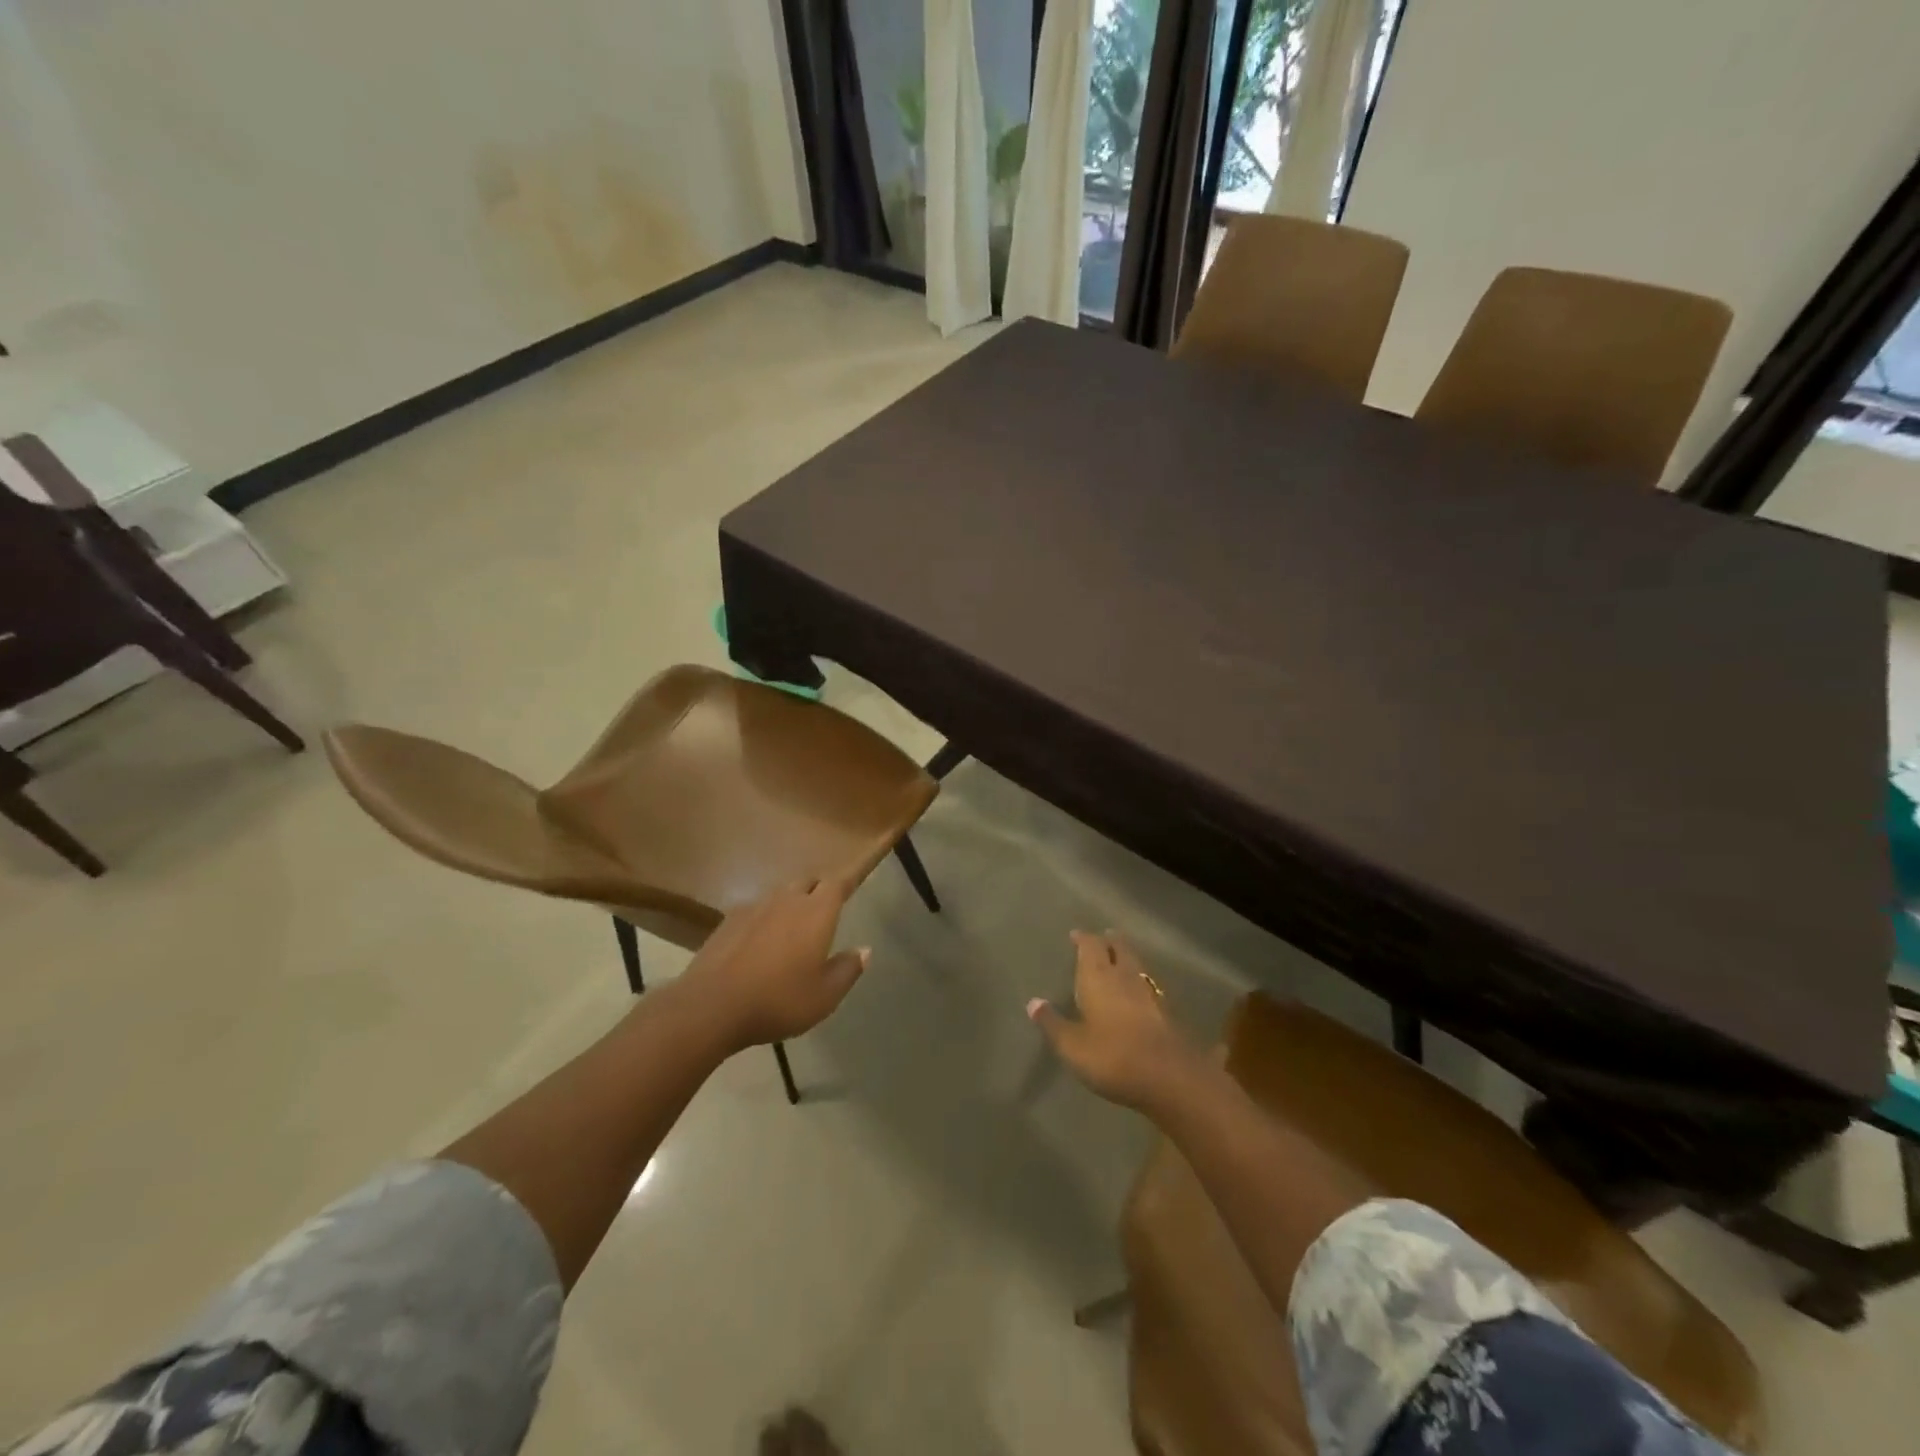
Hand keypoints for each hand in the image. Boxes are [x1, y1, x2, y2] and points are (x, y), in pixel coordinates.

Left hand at [683, 880, 869, 1049]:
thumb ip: (848, 970)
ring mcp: (755, 907)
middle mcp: (787, 900)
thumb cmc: (778, 1001)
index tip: (853, 885)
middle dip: (819, 890)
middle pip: (808, 882)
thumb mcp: (824, 996)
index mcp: (816, 913)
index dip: (847, 883)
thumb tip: (865, 950)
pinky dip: (765, 917)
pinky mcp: (728, 920)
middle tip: (824, 910)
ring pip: (780, 894)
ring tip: (793, 926)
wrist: (711, 1006)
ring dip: (791, 902)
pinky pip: (756, 909)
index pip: (838, 884)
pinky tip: (760, 940)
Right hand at [1027, 931, 1204, 1111]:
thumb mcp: (1072, 1045)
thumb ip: (1052, 1023)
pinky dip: (1138, 981)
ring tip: (1118, 958)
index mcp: (1098, 977)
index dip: (1083, 938)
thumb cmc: (1112, 1056)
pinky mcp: (1165, 1011)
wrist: (1168, 1076)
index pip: (1091, 946)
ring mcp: (1149, 992)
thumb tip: (1033, 1002)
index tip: (1076, 934)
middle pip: (1118, 948)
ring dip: (1125, 958)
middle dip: (1109, 941)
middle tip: (1102, 937)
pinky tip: (1136, 991)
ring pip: (1135, 965)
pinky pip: (1147, 985)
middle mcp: (1124, 976)